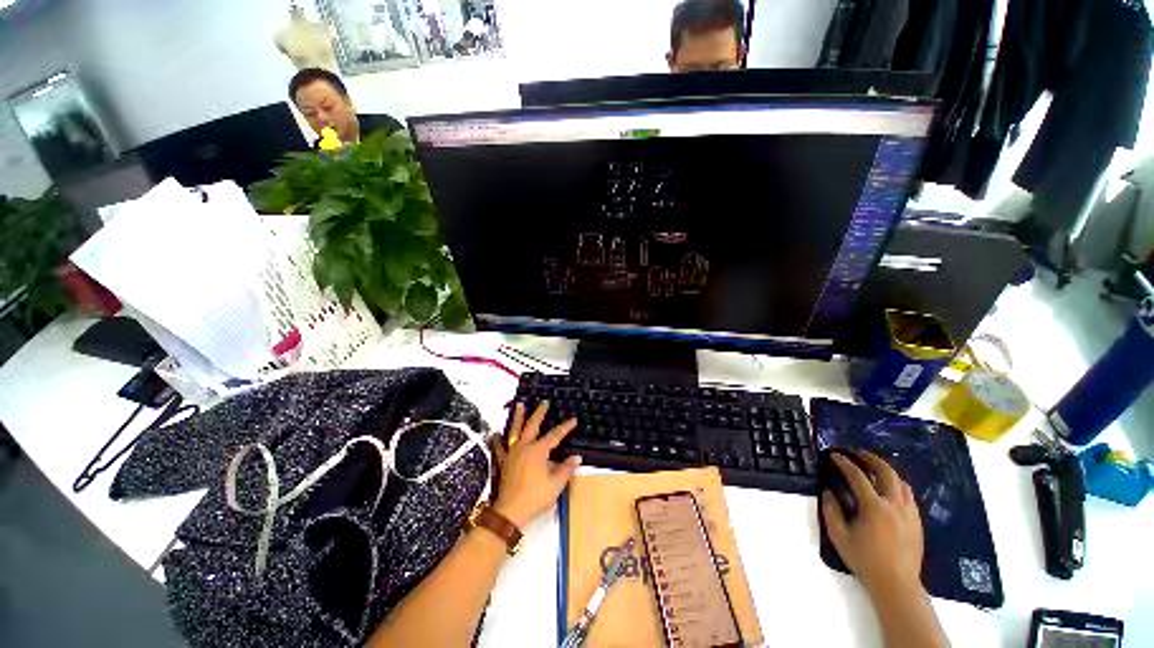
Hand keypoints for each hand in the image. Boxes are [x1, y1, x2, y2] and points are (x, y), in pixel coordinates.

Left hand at [491, 402, 581, 528]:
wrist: (511, 511)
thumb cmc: (536, 497)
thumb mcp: (556, 484)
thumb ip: (566, 469)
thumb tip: (577, 457)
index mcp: (538, 451)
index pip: (555, 435)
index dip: (565, 427)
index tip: (573, 419)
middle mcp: (525, 447)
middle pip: (533, 425)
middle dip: (540, 413)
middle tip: (544, 402)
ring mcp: (512, 453)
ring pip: (515, 430)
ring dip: (518, 417)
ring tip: (519, 404)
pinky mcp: (503, 461)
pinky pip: (500, 447)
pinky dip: (497, 439)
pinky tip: (494, 433)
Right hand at [821, 450, 923, 595]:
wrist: (896, 584)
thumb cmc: (865, 560)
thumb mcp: (839, 536)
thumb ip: (831, 511)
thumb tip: (828, 492)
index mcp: (874, 507)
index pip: (857, 476)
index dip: (844, 462)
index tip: (834, 455)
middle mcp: (894, 505)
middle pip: (886, 472)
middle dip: (871, 458)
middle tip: (858, 453)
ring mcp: (909, 513)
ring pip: (901, 482)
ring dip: (886, 471)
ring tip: (874, 469)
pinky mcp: (917, 522)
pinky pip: (908, 496)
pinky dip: (897, 486)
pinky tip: (889, 491)